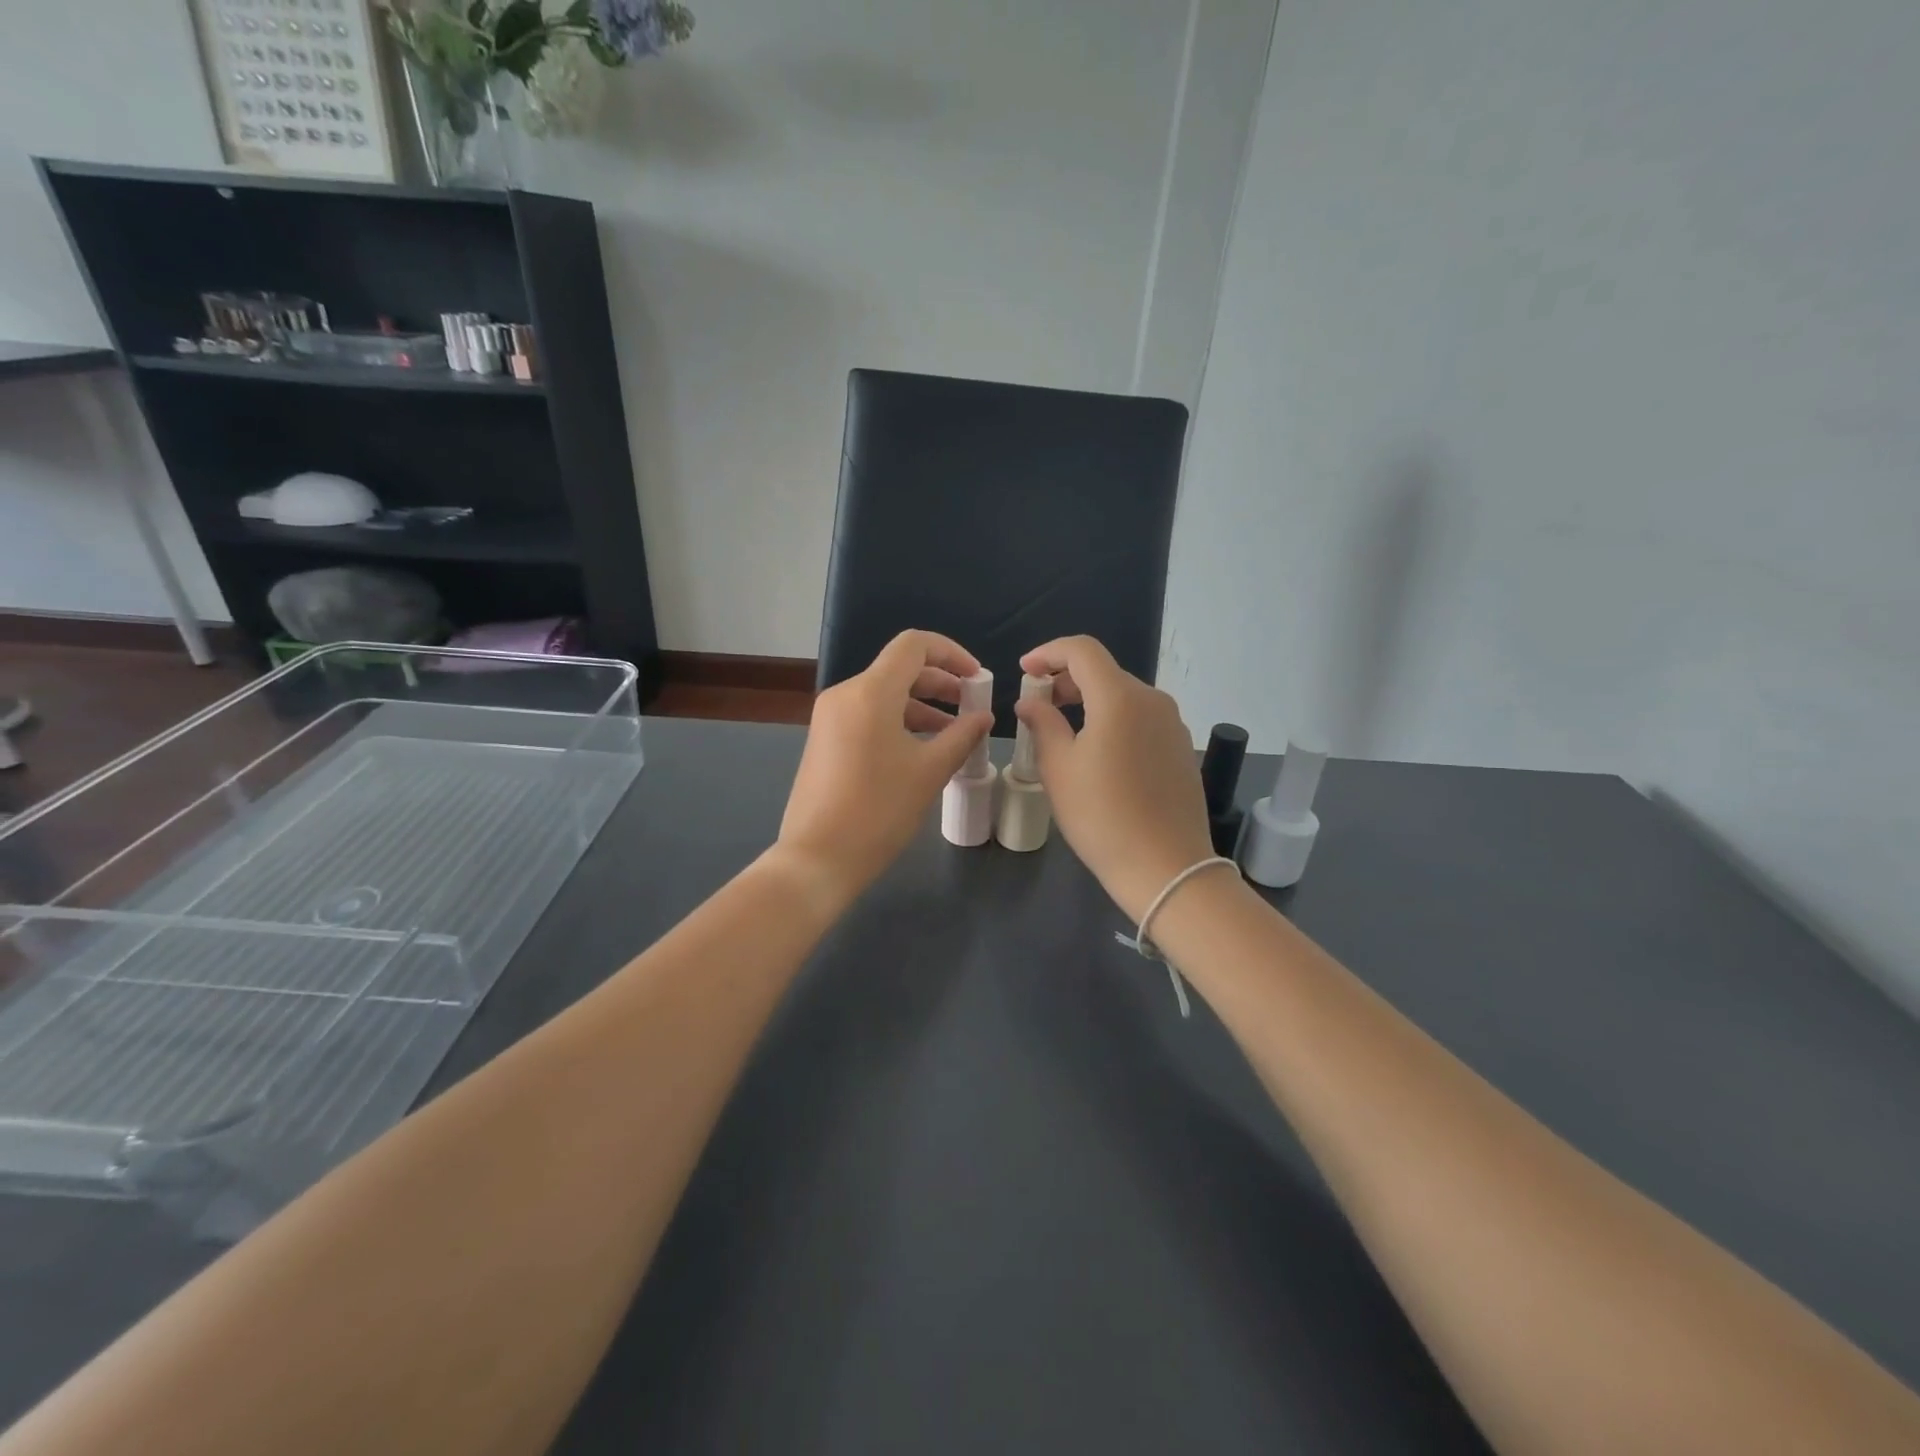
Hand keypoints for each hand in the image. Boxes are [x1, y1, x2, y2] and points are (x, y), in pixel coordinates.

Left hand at [776, 630, 990, 907]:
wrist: (817, 858)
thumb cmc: (879, 811)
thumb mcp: (929, 772)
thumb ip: (962, 736)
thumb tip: (983, 717)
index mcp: (870, 692)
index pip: (914, 645)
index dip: (951, 653)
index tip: (976, 678)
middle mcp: (846, 694)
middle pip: (900, 669)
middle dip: (940, 683)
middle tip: (972, 706)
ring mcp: (831, 717)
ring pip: (884, 695)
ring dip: (922, 706)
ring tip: (955, 734)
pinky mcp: (825, 740)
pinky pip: (868, 715)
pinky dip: (899, 722)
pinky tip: (922, 749)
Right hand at [1016, 636, 1215, 922]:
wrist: (1166, 867)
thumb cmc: (1102, 816)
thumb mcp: (1059, 768)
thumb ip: (1042, 723)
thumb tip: (1031, 701)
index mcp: (1120, 697)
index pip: (1082, 650)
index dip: (1048, 652)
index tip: (1024, 670)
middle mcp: (1152, 700)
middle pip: (1104, 671)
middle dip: (1066, 678)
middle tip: (1038, 702)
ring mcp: (1172, 724)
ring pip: (1123, 695)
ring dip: (1090, 699)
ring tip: (1063, 727)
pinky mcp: (1180, 747)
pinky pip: (1140, 718)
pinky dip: (1113, 719)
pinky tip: (1098, 750)